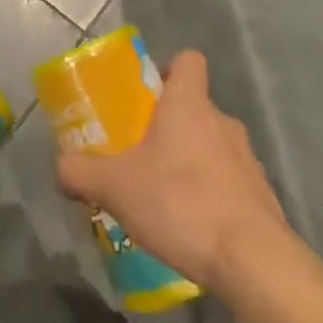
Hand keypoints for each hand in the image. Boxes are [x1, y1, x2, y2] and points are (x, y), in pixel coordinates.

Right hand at [55, 50, 290, 293]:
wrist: (254, 261)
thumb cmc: (181, 203)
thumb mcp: (115, 187)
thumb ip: (81, 172)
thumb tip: (60, 167)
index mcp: (189, 104)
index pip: (188, 60)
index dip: (168, 69)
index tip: (147, 94)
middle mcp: (222, 121)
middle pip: (195, 107)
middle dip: (170, 126)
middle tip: (141, 155)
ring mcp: (247, 159)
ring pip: (213, 146)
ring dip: (192, 163)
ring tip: (165, 198)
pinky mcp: (262, 196)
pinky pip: (230, 183)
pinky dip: (212, 195)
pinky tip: (193, 228)